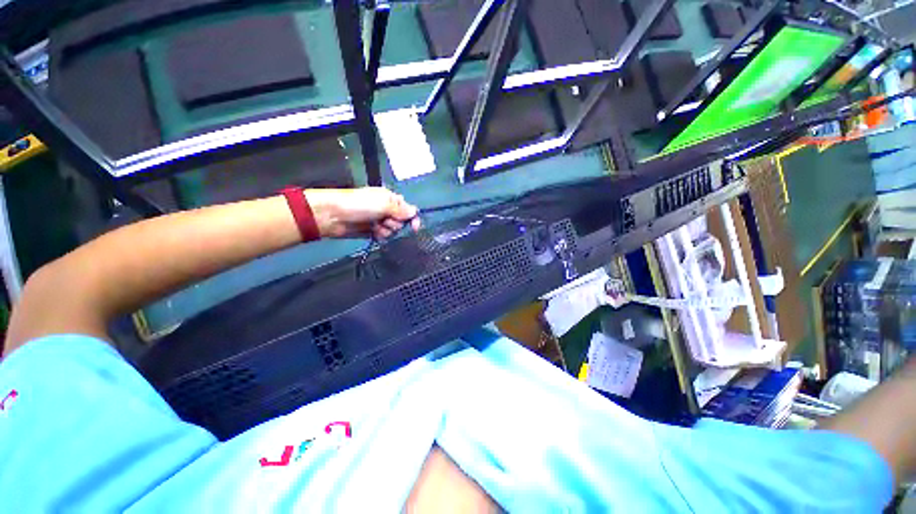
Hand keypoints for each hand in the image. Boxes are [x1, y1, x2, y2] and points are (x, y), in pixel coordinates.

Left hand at [306, 188, 420, 239]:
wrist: (334, 216)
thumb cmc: (359, 204)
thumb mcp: (384, 203)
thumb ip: (402, 210)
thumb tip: (415, 212)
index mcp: (390, 199)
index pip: (408, 209)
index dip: (412, 218)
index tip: (415, 227)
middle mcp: (387, 209)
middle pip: (402, 222)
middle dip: (396, 224)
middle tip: (386, 220)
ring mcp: (379, 220)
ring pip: (393, 230)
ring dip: (387, 230)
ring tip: (376, 226)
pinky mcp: (373, 231)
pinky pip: (384, 236)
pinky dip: (380, 235)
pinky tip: (373, 232)